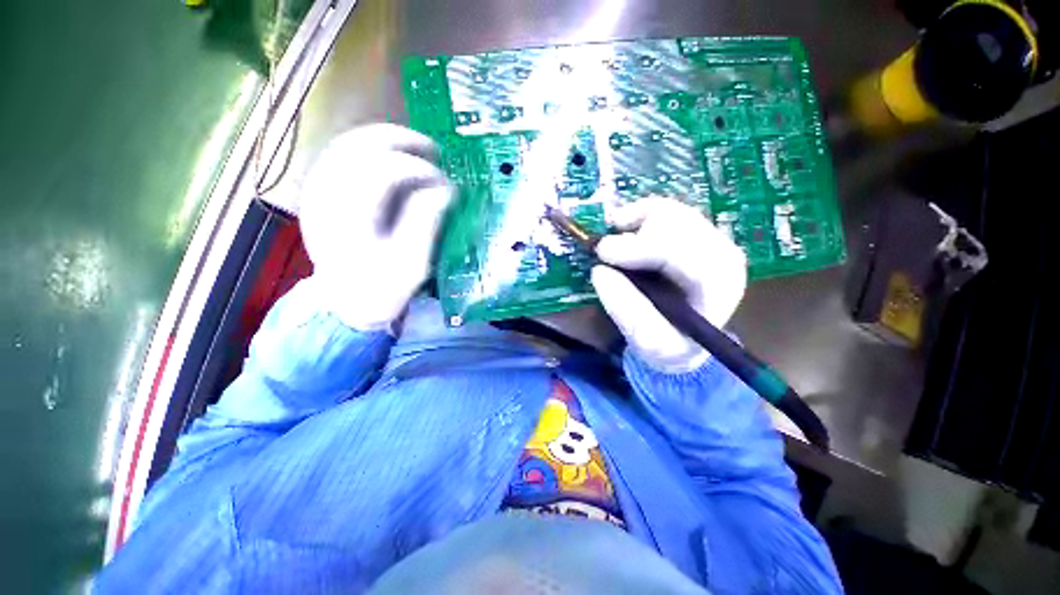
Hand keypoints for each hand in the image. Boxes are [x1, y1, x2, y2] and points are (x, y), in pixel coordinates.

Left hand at [298, 124, 453, 331]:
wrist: (347, 303)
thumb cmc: (383, 288)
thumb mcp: (412, 264)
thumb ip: (426, 224)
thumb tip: (445, 189)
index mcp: (351, 219)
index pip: (382, 172)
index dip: (419, 169)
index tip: (445, 181)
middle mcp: (327, 197)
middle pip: (358, 147)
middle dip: (401, 141)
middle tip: (434, 150)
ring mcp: (317, 192)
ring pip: (347, 144)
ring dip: (385, 139)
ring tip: (416, 147)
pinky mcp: (319, 192)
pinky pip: (341, 154)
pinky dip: (370, 147)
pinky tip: (391, 155)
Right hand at [591, 197, 746, 372]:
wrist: (687, 338)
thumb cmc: (671, 344)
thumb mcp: (647, 341)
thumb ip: (625, 310)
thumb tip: (599, 270)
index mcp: (719, 285)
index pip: (685, 253)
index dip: (640, 247)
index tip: (602, 252)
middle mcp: (722, 254)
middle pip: (678, 222)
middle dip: (634, 235)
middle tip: (603, 252)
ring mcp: (710, 238)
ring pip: (669, 211)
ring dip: (634, 222)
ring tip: (613, 243)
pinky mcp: (695, 231)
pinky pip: (664, 209)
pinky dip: (637, 214)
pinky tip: (623, 227)